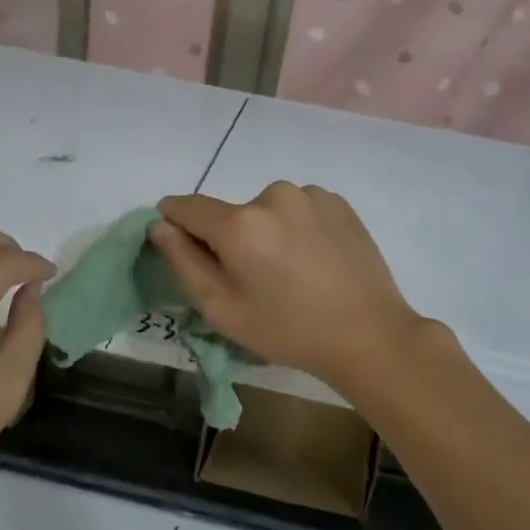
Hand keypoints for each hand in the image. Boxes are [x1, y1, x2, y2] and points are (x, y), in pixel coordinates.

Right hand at [148, 183, 427, 390]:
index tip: (180, 245)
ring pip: (267, 211)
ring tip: (290, 272)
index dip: (174, 223)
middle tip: (253, 280)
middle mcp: (273, 195)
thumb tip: (160, 225)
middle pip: (231, 213)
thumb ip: (183, 262)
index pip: (187, 207)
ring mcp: (310, 195)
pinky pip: (299, 209)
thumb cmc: (288, 330)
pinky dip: (297, 228)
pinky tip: (315, 260)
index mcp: (240, 223)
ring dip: (267, 232)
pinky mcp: (338, 202)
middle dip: (231, 239)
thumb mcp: (223, 309)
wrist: (369, 334)